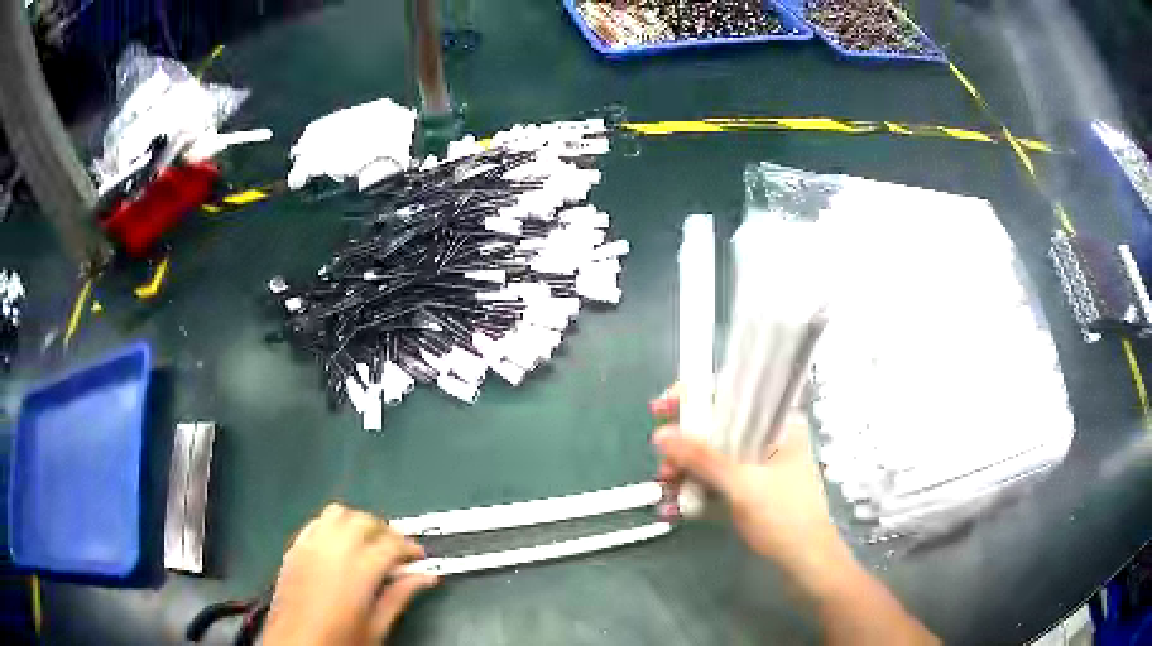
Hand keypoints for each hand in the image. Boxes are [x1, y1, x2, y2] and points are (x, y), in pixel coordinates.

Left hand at [262, 504, 437, 645]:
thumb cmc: (341, 640)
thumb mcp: (376, 627)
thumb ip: (400, 597)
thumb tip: (426, 577)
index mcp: (358, 570)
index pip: (392, 544)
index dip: (410, 548)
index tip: (419, 558)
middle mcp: (333, 549)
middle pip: (364, 521)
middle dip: (386, 531)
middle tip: (397, 551)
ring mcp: (310, 546)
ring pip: (338, 513)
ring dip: (357, 522)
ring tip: (368, 542)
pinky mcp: (294, 549)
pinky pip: (315, 523)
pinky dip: (332, 526)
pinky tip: (339, 545)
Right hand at [650, 387, 850, 591]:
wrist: (805, 563)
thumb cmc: (784, 518)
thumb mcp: (742, 485)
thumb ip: (702, 457)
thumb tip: (661, 435)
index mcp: (779, 423)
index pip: (734, 395)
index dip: (696, 398)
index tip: (663, 409)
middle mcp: (768, 439)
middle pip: (718, 427)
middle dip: (684, 443)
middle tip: (662, 461)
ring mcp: (759, 466)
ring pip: (713, 456)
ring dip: (685, 468)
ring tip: (666, 485)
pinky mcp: (750, 490)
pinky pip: (716, 479)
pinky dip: (695, 487)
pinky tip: (674, 503)